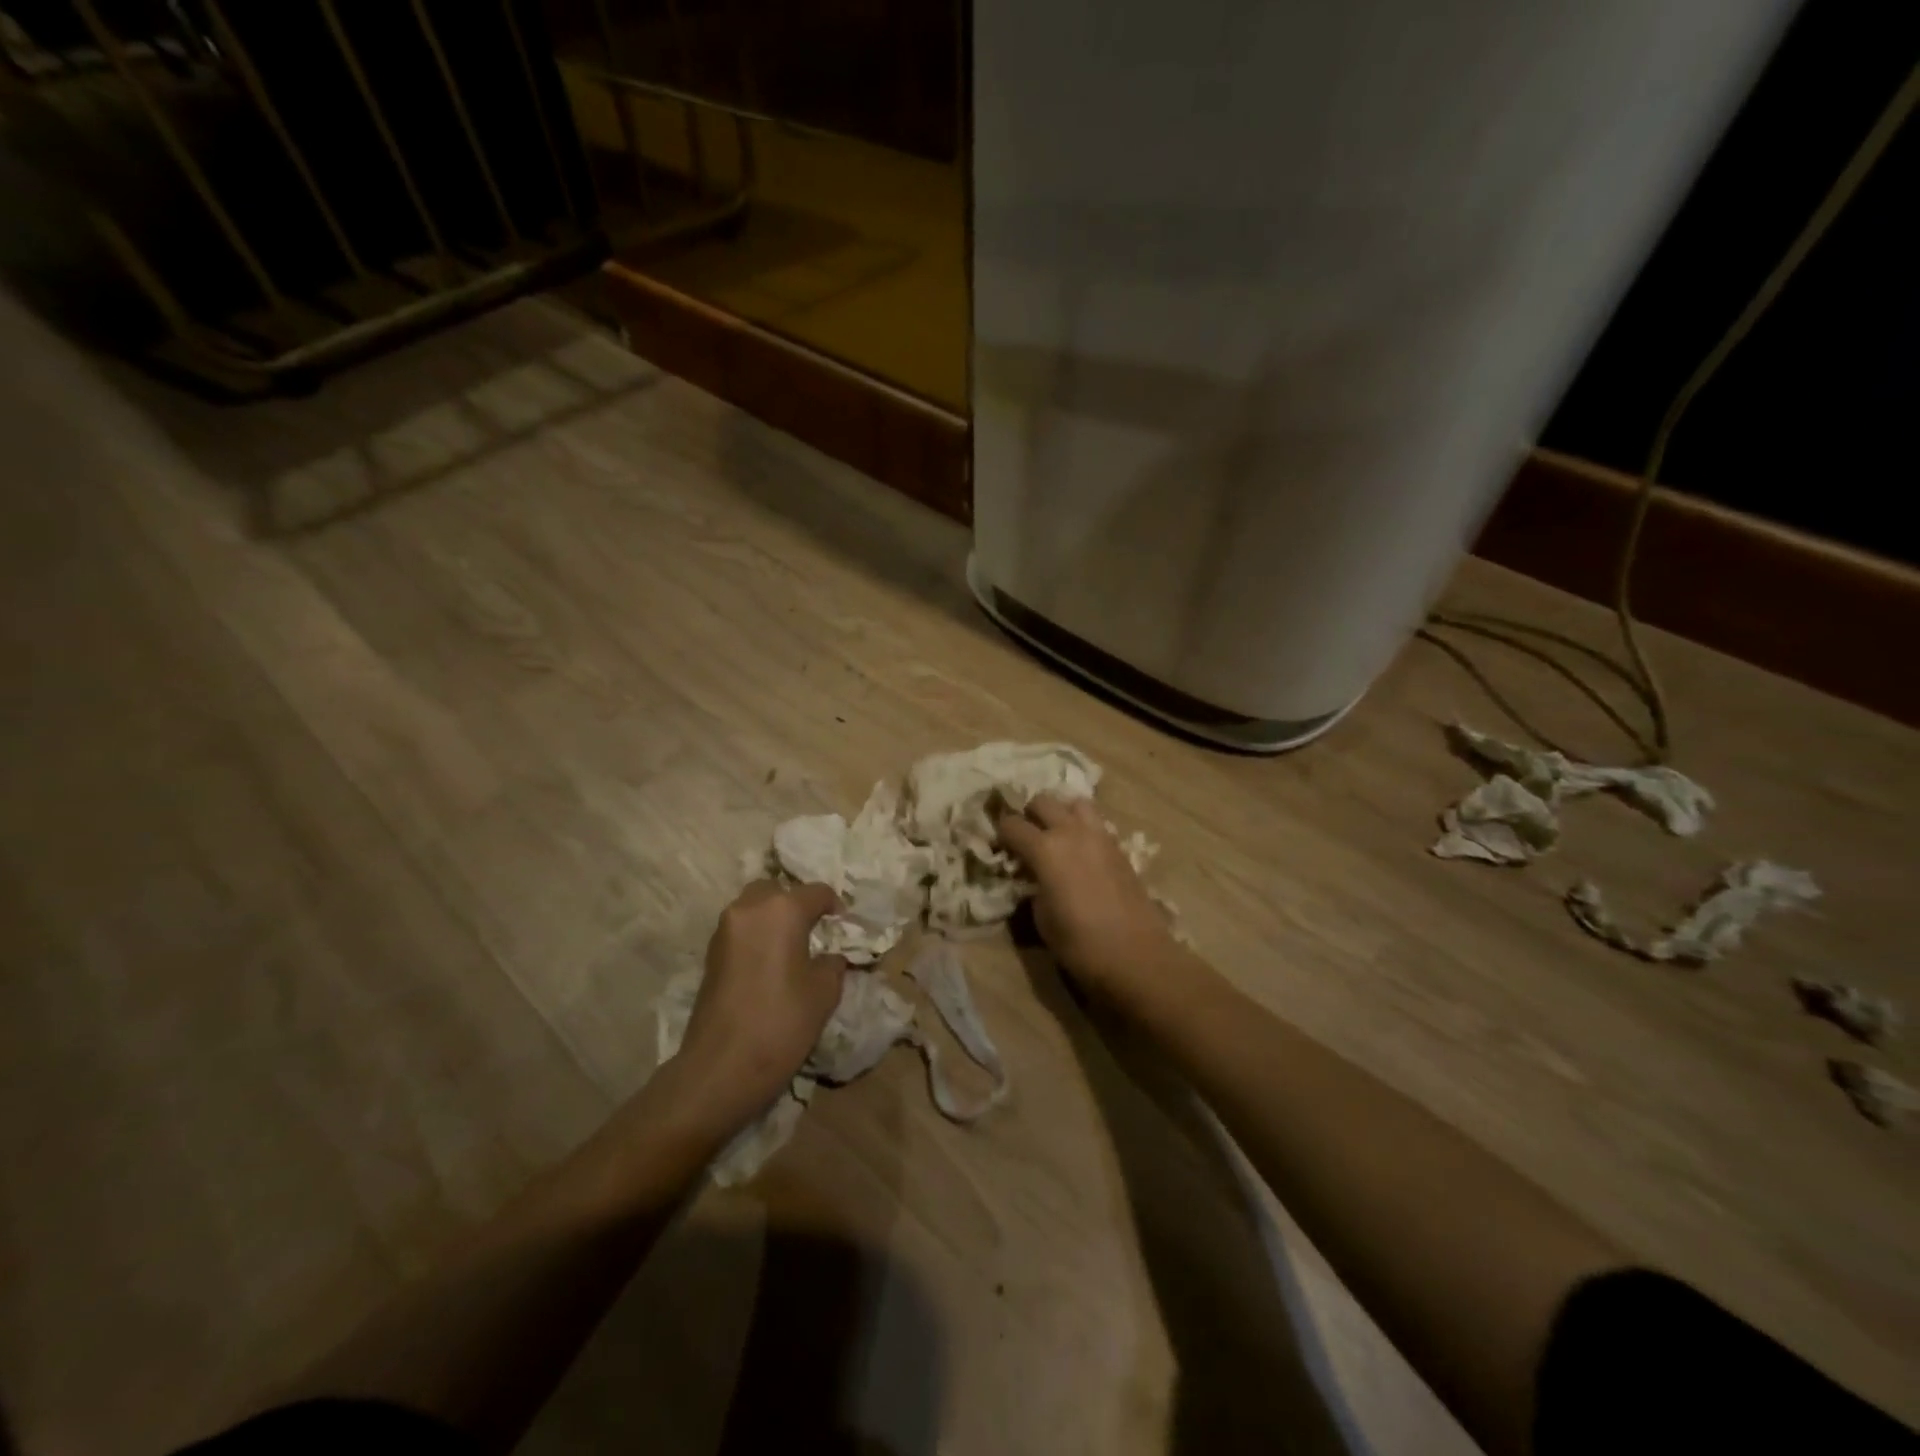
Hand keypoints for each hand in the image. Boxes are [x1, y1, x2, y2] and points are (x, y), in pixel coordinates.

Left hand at [674, 881, 846, 1125]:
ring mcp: (725, 929)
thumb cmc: (782, 1022)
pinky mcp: (711, 953)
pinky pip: (740, 929)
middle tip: (814, 930)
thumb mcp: (824, 993)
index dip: (835, 906)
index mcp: (782, 909)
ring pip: (754, 906)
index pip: (816, 892)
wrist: (721, 1067)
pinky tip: (770, 963)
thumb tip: (830, 957)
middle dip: (797, 904)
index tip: (844, 925)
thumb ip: (832, 964)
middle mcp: (750, 908)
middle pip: (777, 890)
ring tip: (792, 946)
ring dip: (773, 918)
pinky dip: (757, 935)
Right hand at [996, 794, 1185, 1010]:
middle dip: (1029, 814)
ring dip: (1061, 813)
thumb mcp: (1042, 919)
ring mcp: (1100, 836)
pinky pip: (1096, 824)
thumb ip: (1033, 887)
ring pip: (1075, 803)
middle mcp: (1071, 832)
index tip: (998, 846)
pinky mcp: (1120, 848)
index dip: (1000, 833)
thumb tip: (1035, 877)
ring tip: (1057, 836)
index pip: (1012, 824)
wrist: (1137, 956)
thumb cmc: (1080, 944)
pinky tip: (1081, 853)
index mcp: (1045, 849)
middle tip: (1026, 837)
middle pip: (1043, 801)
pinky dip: (1083, 828)